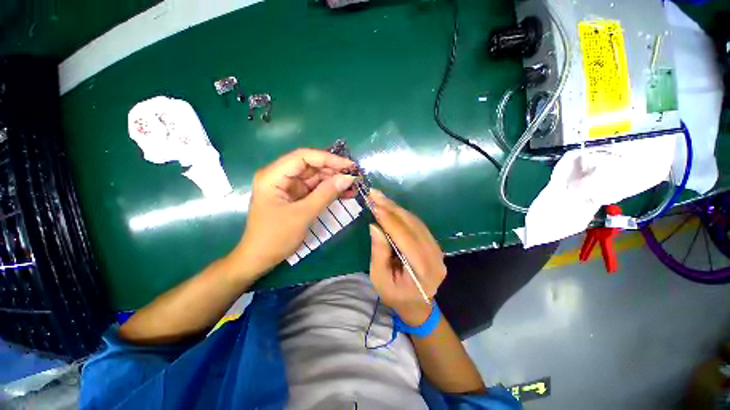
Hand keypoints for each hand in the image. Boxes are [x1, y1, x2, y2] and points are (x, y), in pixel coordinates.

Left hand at [232, 149, 355, 276]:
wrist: (260, 258)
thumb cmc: (276, 237)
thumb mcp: (303, 214)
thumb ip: (326, 194)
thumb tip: (348, 178)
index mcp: (273, 175)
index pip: (303, 157)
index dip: (328, 159)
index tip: (349, 166)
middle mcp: (280, 176)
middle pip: (310, 166)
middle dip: (333, 170)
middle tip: (354, 177)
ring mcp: (288, 187)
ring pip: (315, 177)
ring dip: (333, 181)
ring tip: (353, 186)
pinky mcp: (295, 196)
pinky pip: (314, 189)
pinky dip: (329, 191)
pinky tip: (344, 193)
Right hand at [368, 190, 446, 325]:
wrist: (417, 305)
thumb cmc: (395, 296)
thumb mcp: (380, 279)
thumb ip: (379, 253)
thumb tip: (375, 226)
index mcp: (423, 270)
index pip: (406, 238)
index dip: (389, 220)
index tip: (374, 205)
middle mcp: (435, 257)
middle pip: (412, 225)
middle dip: (392, 208)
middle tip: (375, 194)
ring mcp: (437, 249)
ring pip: (416, 222)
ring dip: (396, 208)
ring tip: (380, 198)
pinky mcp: (434, 244)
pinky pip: (418, 224)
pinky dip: (402, 214)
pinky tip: (391, 207)